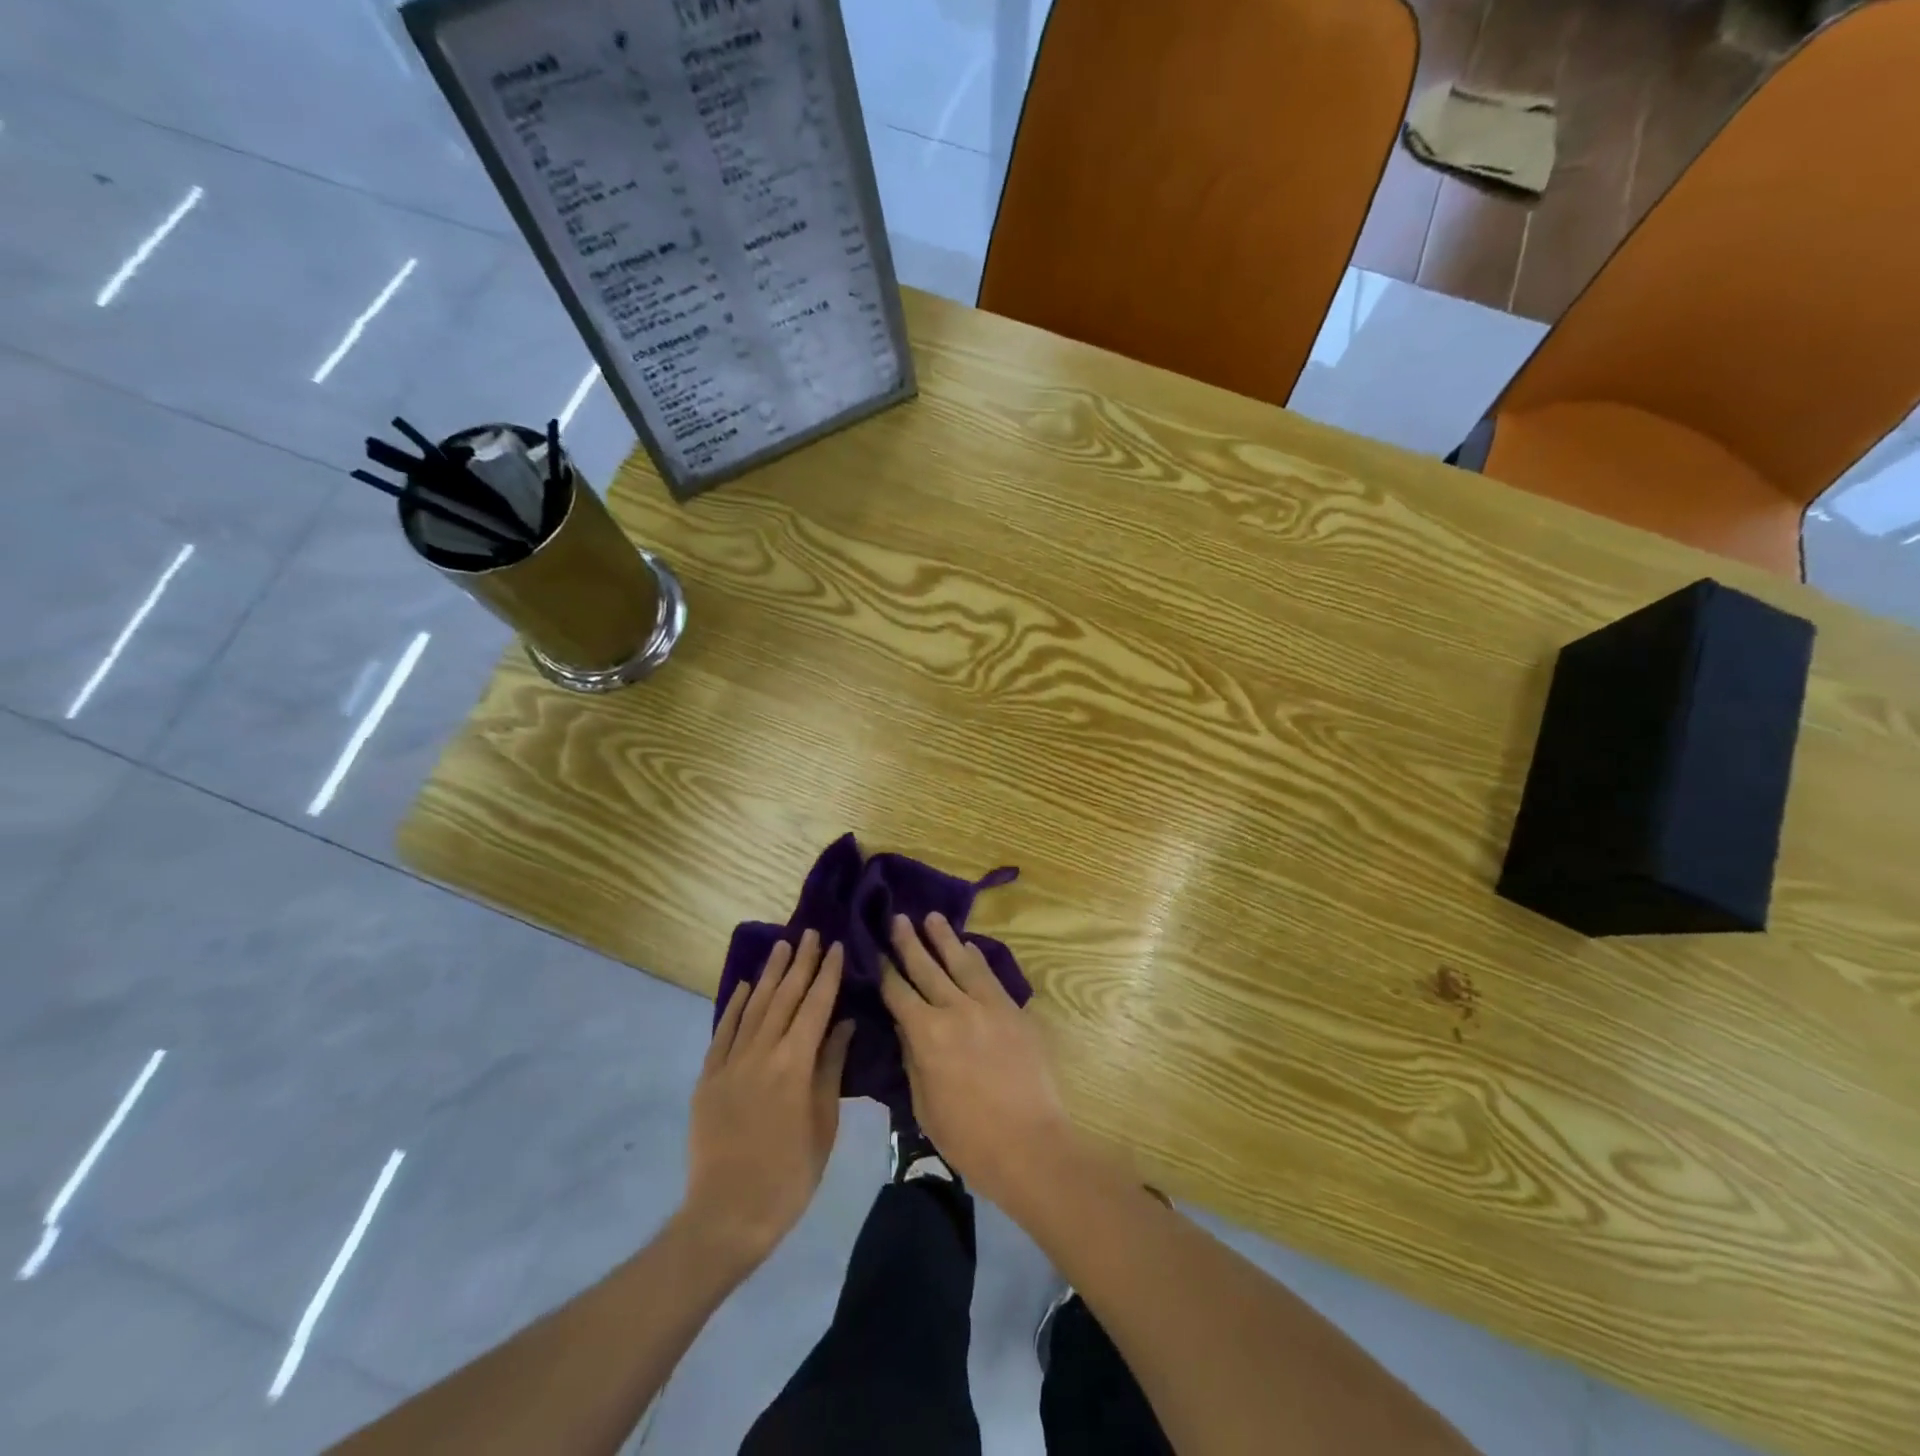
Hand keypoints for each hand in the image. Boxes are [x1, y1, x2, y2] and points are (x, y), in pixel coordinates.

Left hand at [684, 931, 853, 1269]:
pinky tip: (746, 986)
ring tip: (782, 946)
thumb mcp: (823, 1123)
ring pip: (754, 1006)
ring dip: (770, 974)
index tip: (835, 945)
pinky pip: (724, 1031)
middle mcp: (761, 1052)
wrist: (727, 1216)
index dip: (827, 974)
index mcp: (794, 1064)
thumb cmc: (790, 1174)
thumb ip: (830, 1068)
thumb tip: (842, 1023)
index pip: (815, 1005)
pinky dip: (736, 1005)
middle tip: (810, 933)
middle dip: (800, 963)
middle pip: (784, 997)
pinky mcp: (708, 1077)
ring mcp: (731, 1062)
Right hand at [881, 913, 1077, 1210]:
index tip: (874, 949)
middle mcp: (956, 1010)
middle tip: (898, 917)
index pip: (899, 993)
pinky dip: (977, 958)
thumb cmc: (968, 1137)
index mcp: (927, 1035)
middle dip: (909, 942)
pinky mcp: (1014, 1011)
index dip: (884, 970)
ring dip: (945, 938)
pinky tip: (970, 947)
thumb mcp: (924, 1104)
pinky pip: (991, 976)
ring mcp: (989, 1006)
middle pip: (927, 968)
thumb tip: (906, 1026)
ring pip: (962, 962)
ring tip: (932, 917)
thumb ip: (913, 1059)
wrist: (1030, 1145)